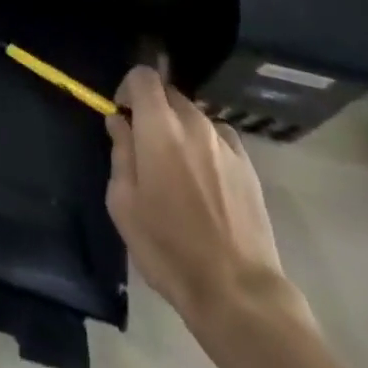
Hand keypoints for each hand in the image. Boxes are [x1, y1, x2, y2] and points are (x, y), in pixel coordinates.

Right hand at [106, 67, 349, 367]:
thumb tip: (120, 123)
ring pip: (193, 116)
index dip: (129, 89)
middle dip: (153, 110)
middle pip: (169, 93)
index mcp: (159, 126)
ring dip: (180, 130)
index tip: (123, 116)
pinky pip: (218, 138)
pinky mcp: (247, 163)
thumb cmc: (169, 249)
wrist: (238, 291)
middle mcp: (193, 122)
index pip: (143, 76)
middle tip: (147, 147)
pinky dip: (206, 147)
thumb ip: (120, 153)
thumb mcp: (124, 205)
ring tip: (179, 171)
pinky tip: (206, 182)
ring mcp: (224, 141)